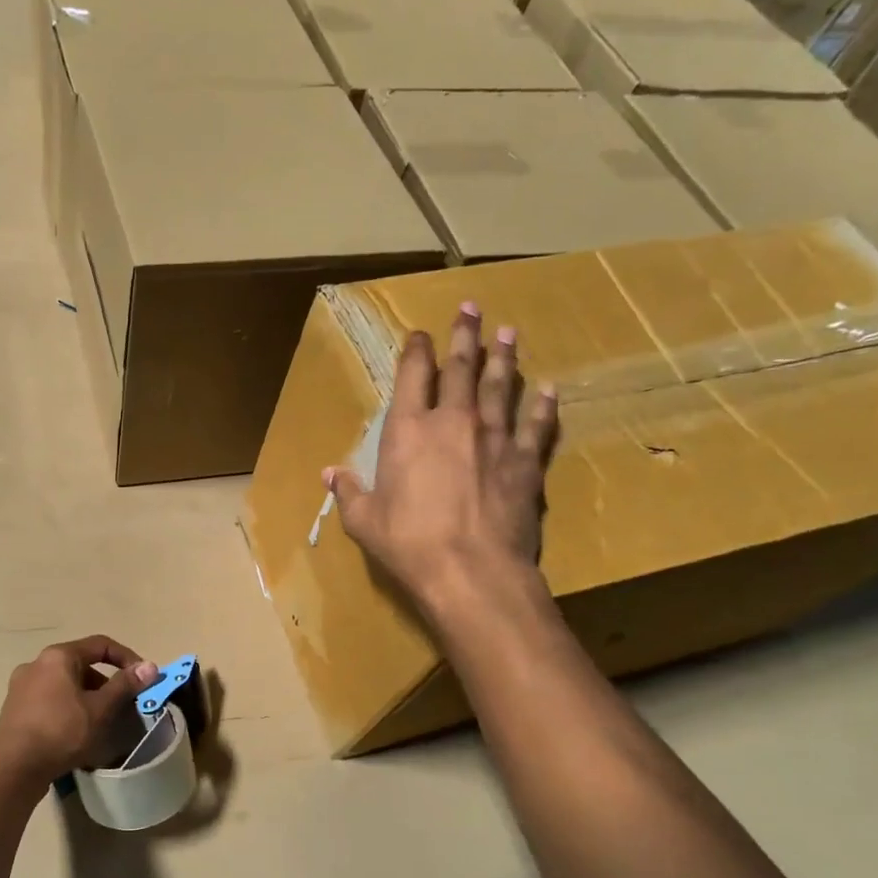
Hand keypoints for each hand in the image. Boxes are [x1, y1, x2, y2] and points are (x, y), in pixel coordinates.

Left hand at [0, 636, 158, 781]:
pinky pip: (50, 699)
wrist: (14, 768)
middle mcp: (36, 664)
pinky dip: (68, 707)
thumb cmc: (61, 732)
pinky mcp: (15, 708)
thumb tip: (150, 666)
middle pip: (81, 664)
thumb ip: (125, 685)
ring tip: (101, 722)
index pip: (100, 645)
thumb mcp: (100, 709)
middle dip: (106, 683)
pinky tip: (76, 732)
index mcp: (58, 656)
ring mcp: (21, 686)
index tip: (143, 678)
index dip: (126, 658)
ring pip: (65, 684)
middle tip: (122, 705)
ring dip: (87, 697)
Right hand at [327, 305, 558, 619]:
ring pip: (500, 386)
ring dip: (503, 357)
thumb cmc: (408, 543)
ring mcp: (494, 438)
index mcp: (408, 431)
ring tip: (508, 333)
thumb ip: (349, 491)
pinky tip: (548, 390)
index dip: (416, 350)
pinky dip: (542, 406)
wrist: (471, 570)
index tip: (421, 333)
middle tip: (472, 308)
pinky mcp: (525, 461)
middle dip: (464, 335)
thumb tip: (330, 473)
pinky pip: (536, 425)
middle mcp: (452, 422)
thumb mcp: (364, 521)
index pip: (412, 376)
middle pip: (460, 368)